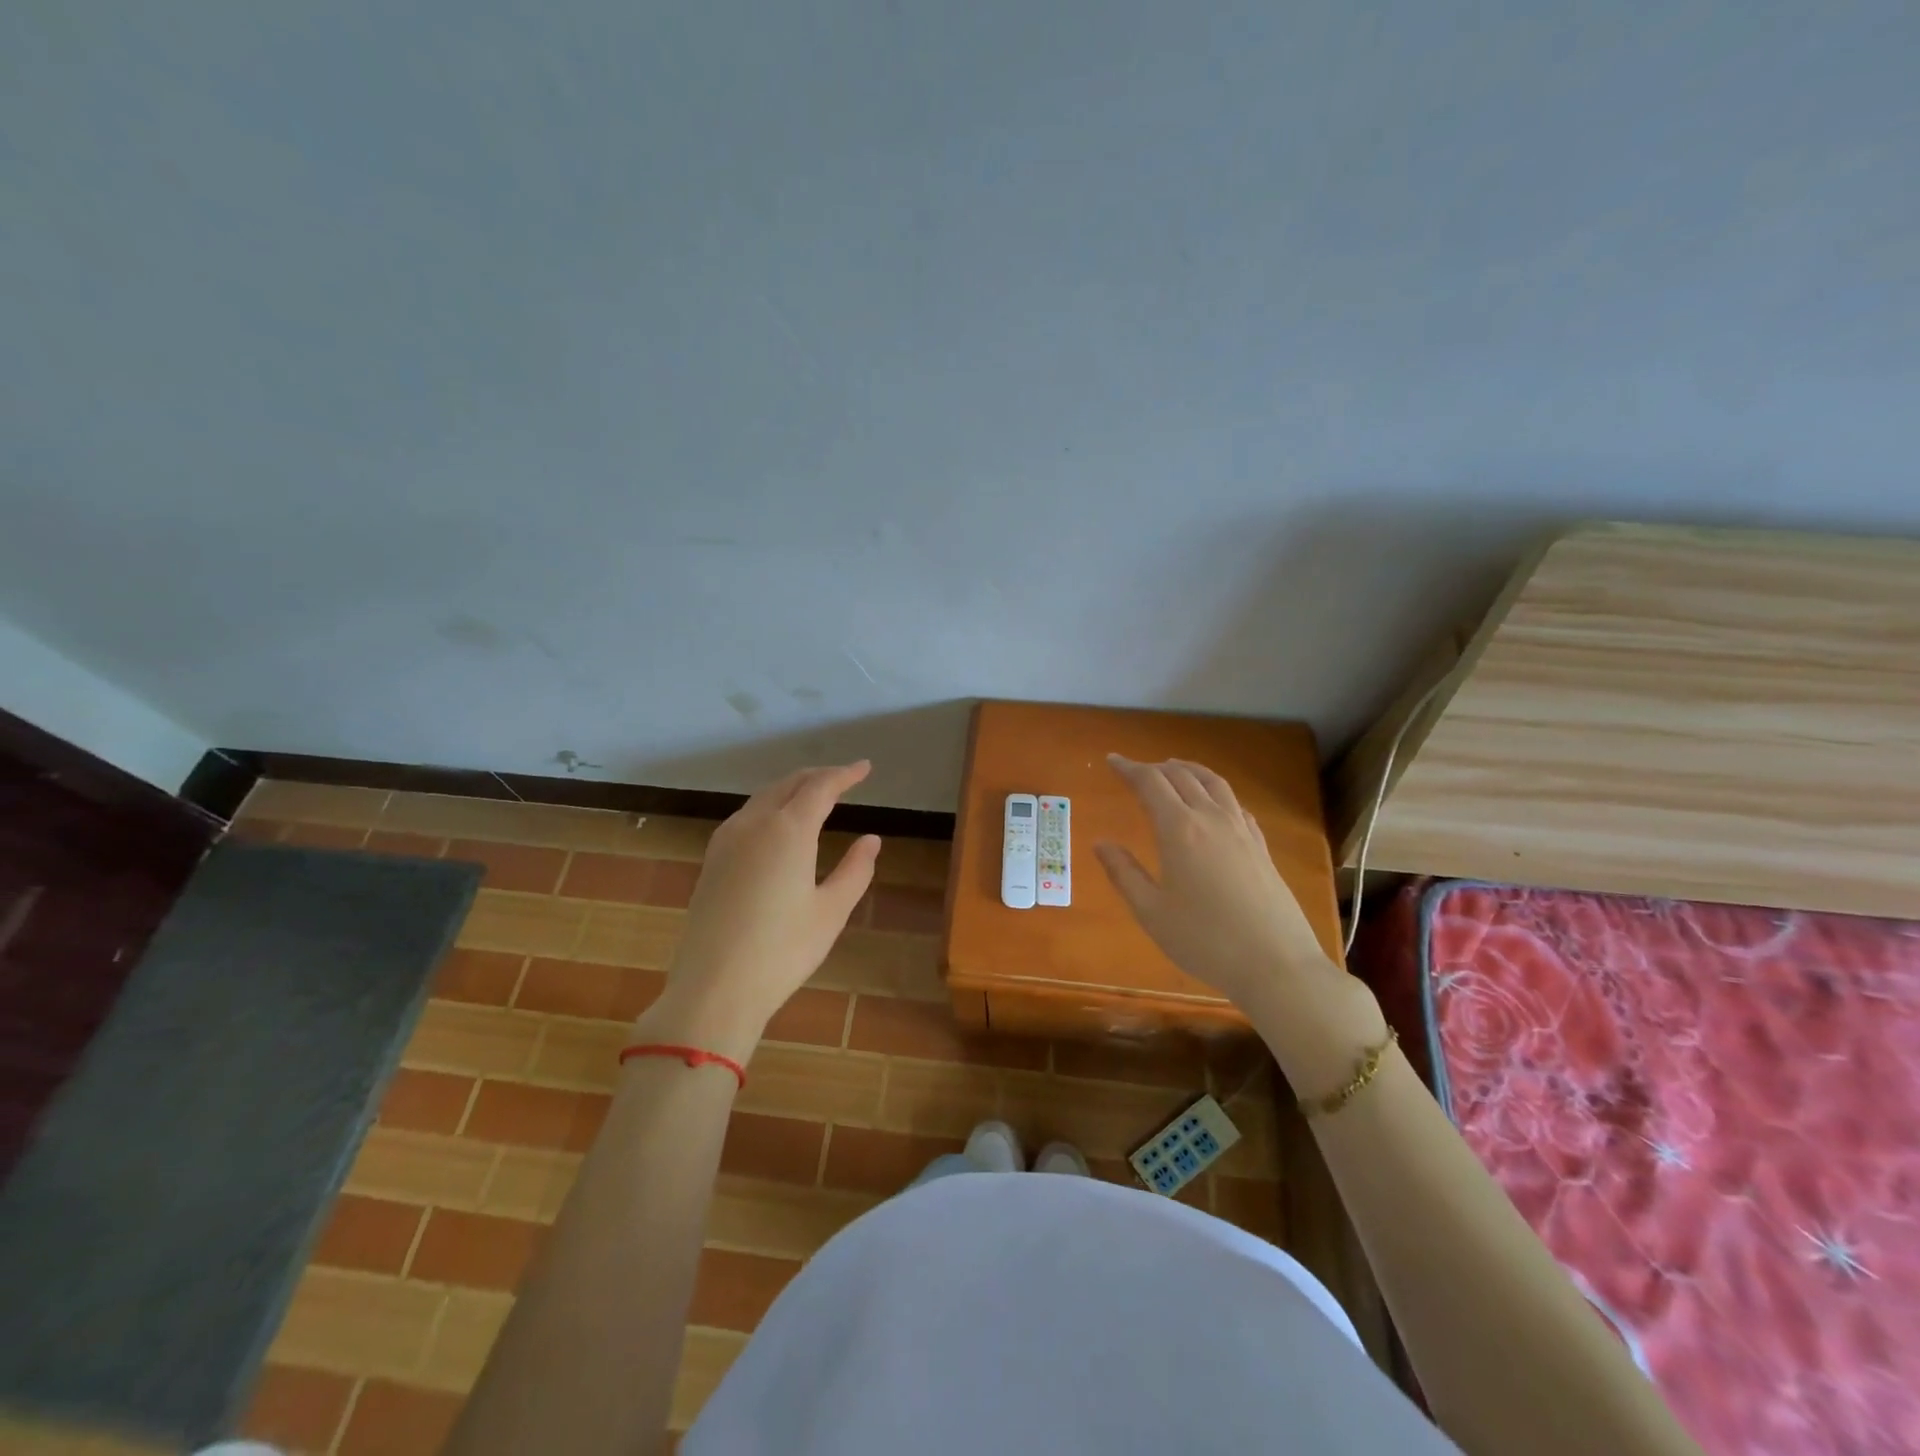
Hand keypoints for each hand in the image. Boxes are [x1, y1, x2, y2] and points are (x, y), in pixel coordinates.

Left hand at [636, 762, 879, 1061]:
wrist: (713, 988)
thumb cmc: (782, 951)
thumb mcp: (831, 911)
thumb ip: (855, 870)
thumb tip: (871, 839)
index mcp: (788, 830)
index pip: (821, 786)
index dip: (845, 774)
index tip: (865, 768)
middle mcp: (754, 823)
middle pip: (789, 783)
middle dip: (818, 776)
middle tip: (844, 779)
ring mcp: (726, 840)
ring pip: (763, 797)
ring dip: (791, 789)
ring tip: (814, 796)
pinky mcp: (711, 860)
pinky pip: (746, 816)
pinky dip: (770, 806)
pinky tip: (778, 825)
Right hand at [1094, 755, 1354, 1023]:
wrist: (1276, 964)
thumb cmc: (1204, 940)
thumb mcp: (1151, 912)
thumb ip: (1124, 873)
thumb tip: (1101, 843)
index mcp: (1179, 829)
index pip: (1150, 783)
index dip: (1129, 768)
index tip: (1112, 760)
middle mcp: (1211, 818)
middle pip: (1182, 776)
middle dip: (1155, 768)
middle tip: (1135, 770)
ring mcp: (1241, 830)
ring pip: (1214, 783)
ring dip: (1189, 770)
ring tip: (1174, 770)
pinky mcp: (1261, 846)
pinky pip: (1235, 804)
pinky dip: (1216, 792)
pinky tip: (1215, 804)